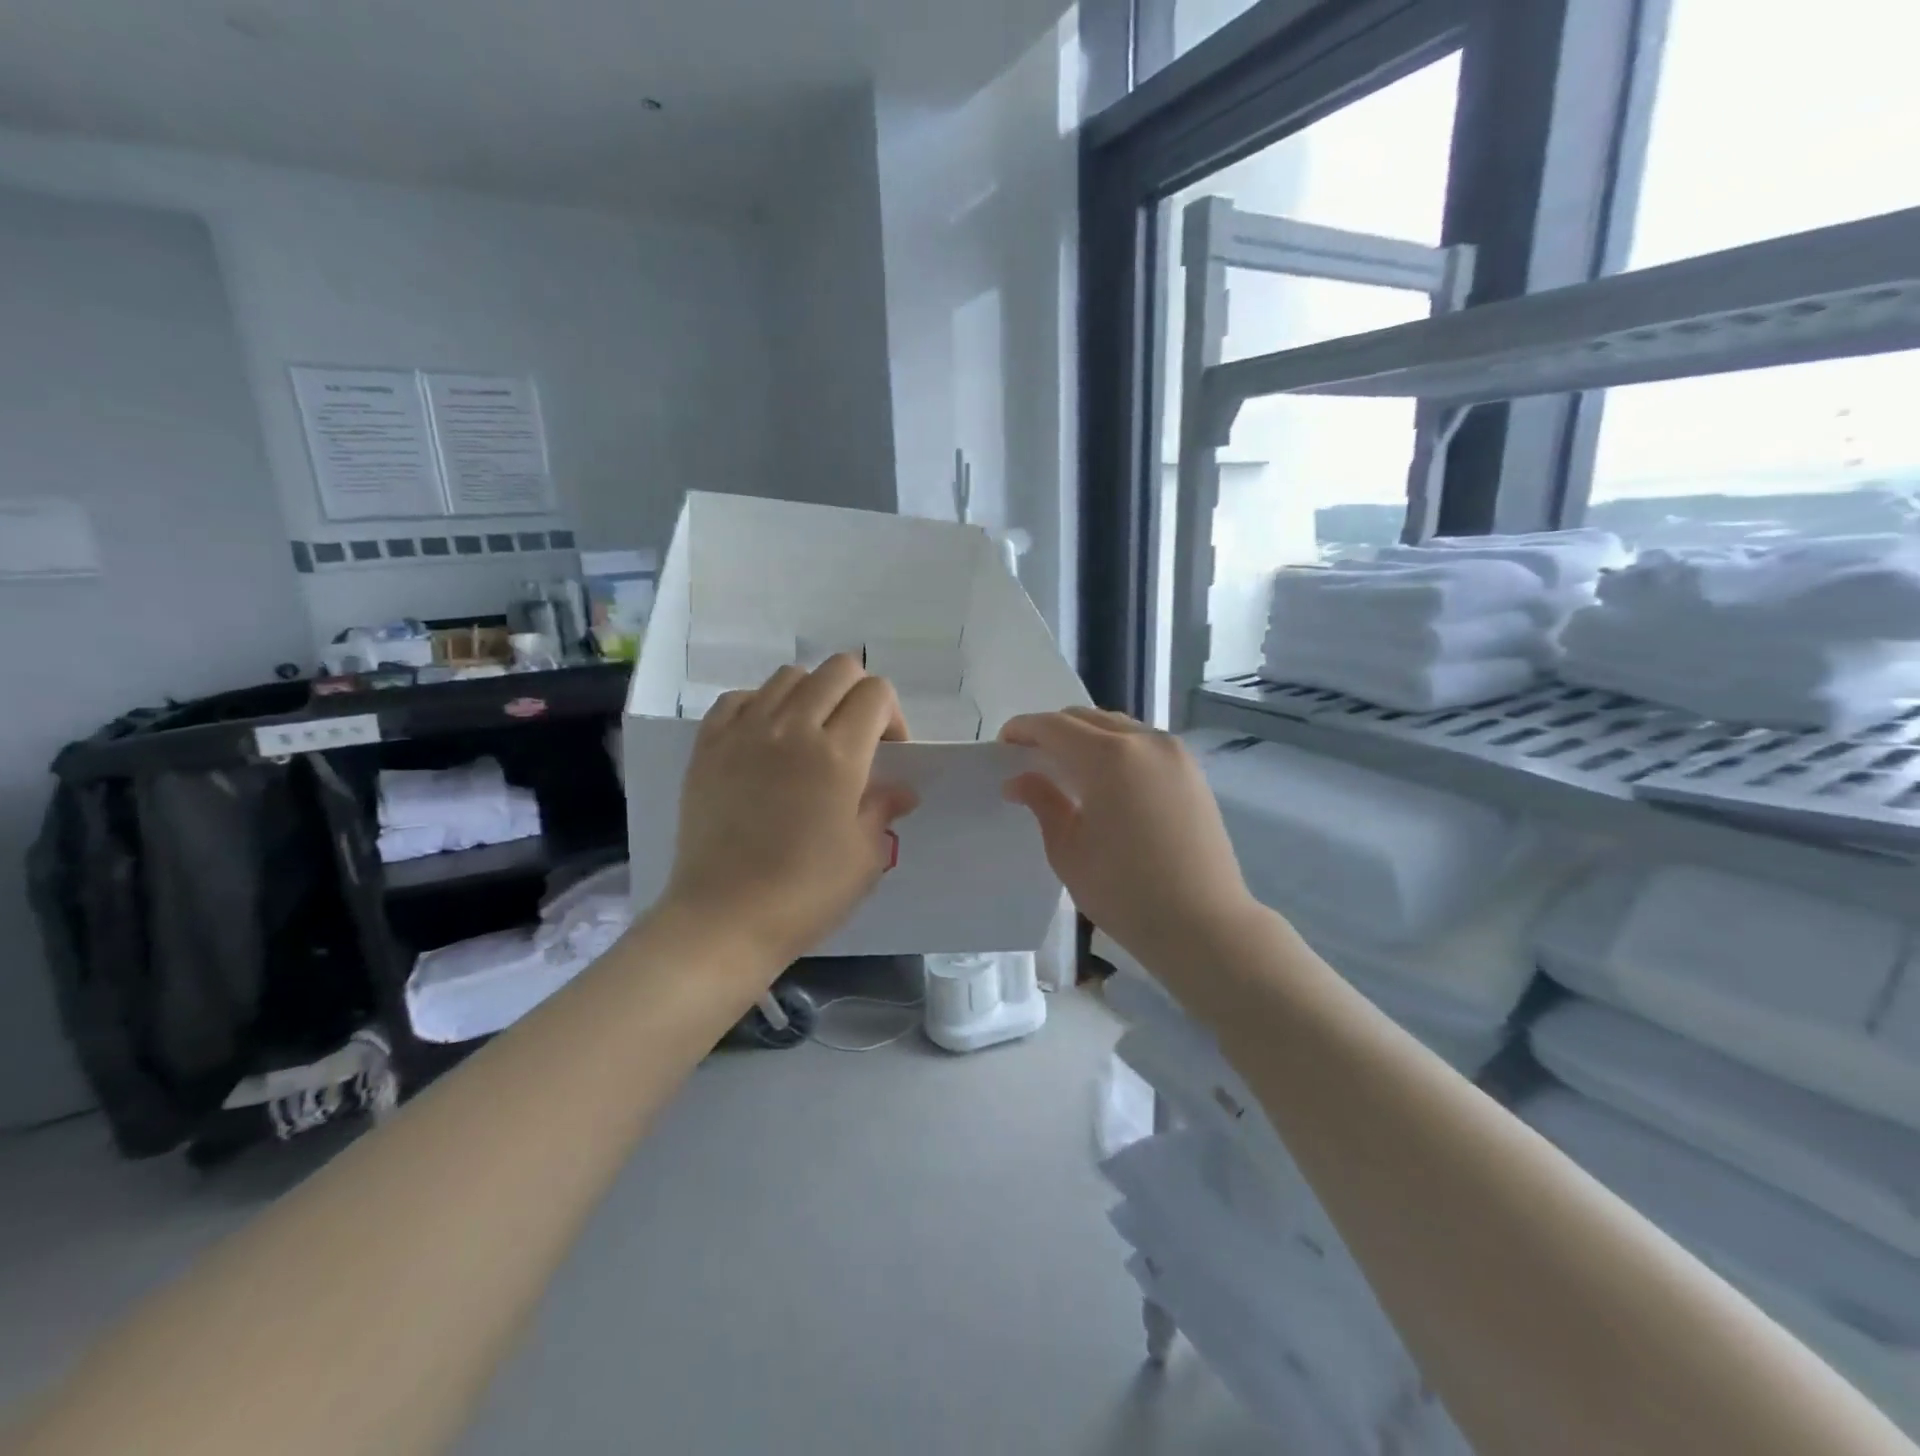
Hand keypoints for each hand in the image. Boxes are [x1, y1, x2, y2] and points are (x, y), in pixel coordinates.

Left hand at [661, 654, 918, 971]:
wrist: (723, 918)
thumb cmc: (805, 893)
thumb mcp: (865, 857)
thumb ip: (883, 809)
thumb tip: (900, 789)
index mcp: (838, 754)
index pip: (876, 693)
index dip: (892, 717)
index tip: (888, 753)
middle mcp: (792, 728)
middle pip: (837, 670)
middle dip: (859, 694)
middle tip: (856, 738)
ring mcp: (744, 732)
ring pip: (789, 676)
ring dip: (812, 696)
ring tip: (809, 737)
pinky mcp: (707, 745)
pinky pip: (740, 697)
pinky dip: (762, 705)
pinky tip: (766, 739)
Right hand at [1000, 708, 1262, 975]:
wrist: (1203, 924)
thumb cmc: (1125, 892)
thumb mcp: (1068, 850)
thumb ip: (1042, 802)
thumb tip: (1020, 779)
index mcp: (1108, 757)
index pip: (1055, 726)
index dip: (1024, 729)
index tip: (1004, 744)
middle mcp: (1144, 741)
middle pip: (1088, 718)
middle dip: (1054, 730)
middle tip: (1031, 756)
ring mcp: (1174, 754)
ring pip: (1118, 727)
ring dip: (1087, 736)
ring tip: (1067, 767)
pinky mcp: (1192, 771)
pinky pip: (1144, 744)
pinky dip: (1117, 749)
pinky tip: (1106, 780)